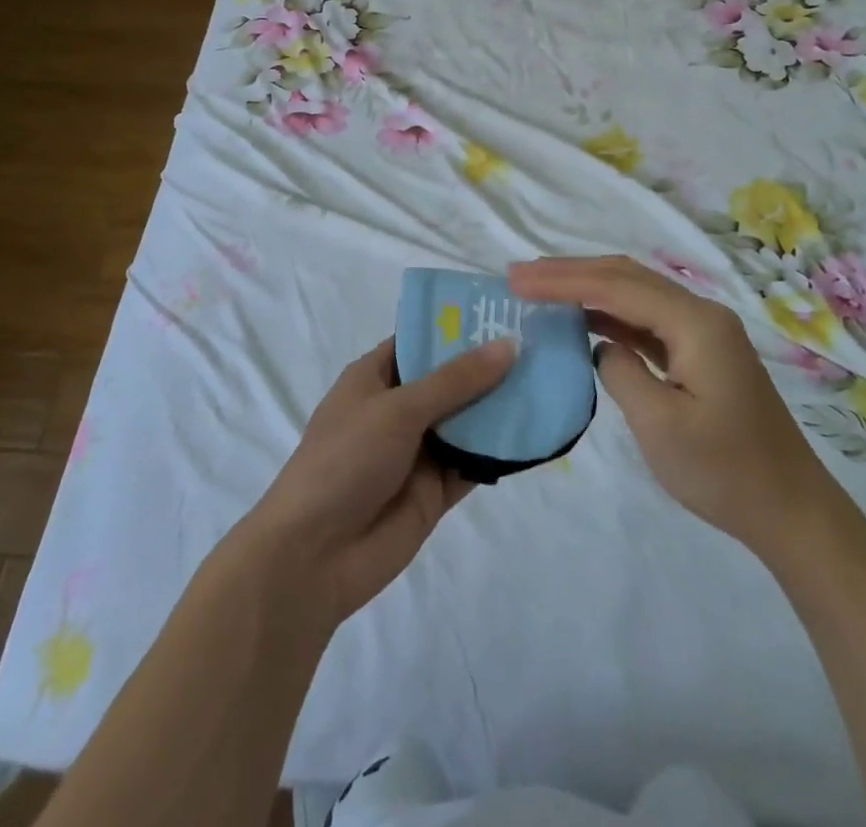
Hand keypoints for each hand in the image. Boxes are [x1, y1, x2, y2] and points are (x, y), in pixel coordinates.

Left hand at [242, 338, 513, 627]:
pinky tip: (538, 432)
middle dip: (489, 366)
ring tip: (550, 381)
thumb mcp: (399, 409)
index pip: (420, 340)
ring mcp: (418, 451)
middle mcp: (398, 409)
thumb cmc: (346, 460)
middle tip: (542, 343)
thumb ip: (455, 380)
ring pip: (467, 420)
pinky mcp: (435, 490)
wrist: (315, 556)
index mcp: (374, 377)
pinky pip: (473, 462)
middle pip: (450, 379)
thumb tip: (508, 344)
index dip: (457, 327)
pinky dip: (500, 450)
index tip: (504, 311)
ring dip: (500, 406)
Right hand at [509, 255, 834, 557]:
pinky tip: (583, 319)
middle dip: (570, 272)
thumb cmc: (725, 471)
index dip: (562, 280)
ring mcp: (703, 332)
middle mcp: (700, 313)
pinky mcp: (700, 352)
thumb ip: (620, 372)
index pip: (615, 286)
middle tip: (520, 276)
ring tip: (540, 289)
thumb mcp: (660, 424)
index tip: (516, 281)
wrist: (791, 510)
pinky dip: (609, 314)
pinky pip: (646, 320)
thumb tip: (602, 347)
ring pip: (635, 294)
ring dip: (588, 288)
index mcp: (695, 323)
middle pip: (625, 276)